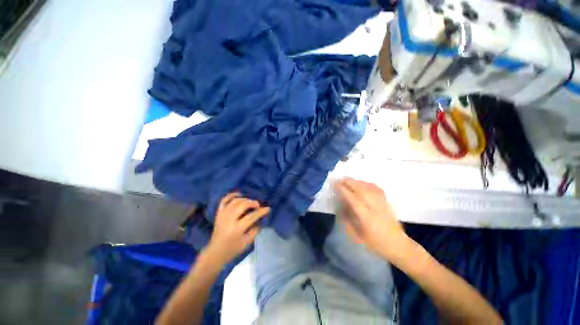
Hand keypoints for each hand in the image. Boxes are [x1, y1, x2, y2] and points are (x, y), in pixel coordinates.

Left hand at [205, 193, 269, 264]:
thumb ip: (255, 230)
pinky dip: (231, 195)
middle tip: (258, 205)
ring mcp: (222, 215)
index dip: (261, 211)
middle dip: (252, 203)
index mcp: (236, 229)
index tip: (268, 209)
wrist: (215, 252)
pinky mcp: (218, 213)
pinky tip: (239, 194)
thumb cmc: (232, 249)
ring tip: (250, 202)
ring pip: (235, 201)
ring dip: (244, 199)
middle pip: (242, 205)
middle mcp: (229, 220)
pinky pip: (224, 200)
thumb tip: (261, 219)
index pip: (251, 216)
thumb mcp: (247, 243)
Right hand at [334, 177, 409, 260]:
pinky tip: (363, 183)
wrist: (398, 246)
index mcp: (367, 218)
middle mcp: (375, 208)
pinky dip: (368, 184)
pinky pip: (377, 189)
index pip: (353, 200)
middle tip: (341, 179)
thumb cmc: (375, 243)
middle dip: (351, 182)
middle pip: (362, 190)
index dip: (344, 190)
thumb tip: (341, 206)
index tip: (336, 184)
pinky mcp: (388, 203)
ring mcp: (383, 204)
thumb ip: (347, 220)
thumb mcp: (357, 236)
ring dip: (358, 182)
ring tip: (349, 179)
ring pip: (370, 188)